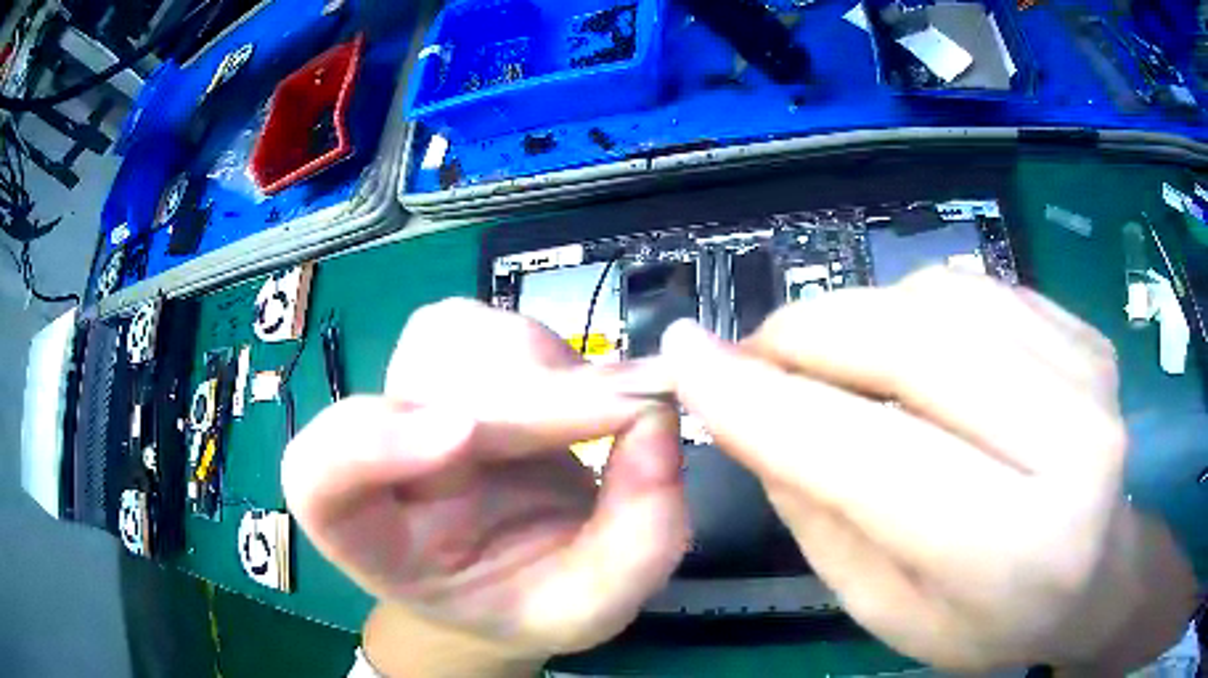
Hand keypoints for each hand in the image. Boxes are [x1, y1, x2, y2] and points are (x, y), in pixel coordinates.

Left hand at [282, 300, 687, 661]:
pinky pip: (489, 324)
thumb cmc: (529, 598)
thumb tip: (658, 423)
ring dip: (543, 370)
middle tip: (628, 412)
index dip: (366, 442)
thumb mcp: (592, 605)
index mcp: (370, 538)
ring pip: (453, 337)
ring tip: (600, 415)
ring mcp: (409, 399)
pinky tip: (576, 399)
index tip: (464, 437)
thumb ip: (638, 541)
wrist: (511, 574)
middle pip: (414, 387)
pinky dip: (549, 353)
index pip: (316, 476)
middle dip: (528, 397)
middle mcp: (373, 457)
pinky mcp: (449, 363)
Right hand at [661, 268, 1196, 671]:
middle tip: (756, 354)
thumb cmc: (993, 621)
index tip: (687, 360)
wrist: (1098, 573)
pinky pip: (979, 288)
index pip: (873, 459)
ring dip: (860, 317)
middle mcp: (1072, 444)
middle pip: (916, 347)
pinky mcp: (1085, 333)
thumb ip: (823, 514)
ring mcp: (1088, 372)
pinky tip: (912, 351)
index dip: (766, 404)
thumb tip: (750, 411)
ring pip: (942, 299)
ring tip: (836, 362)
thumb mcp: (889, 608)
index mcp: (1018, 548)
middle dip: (809, 336)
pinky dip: (918, 307)